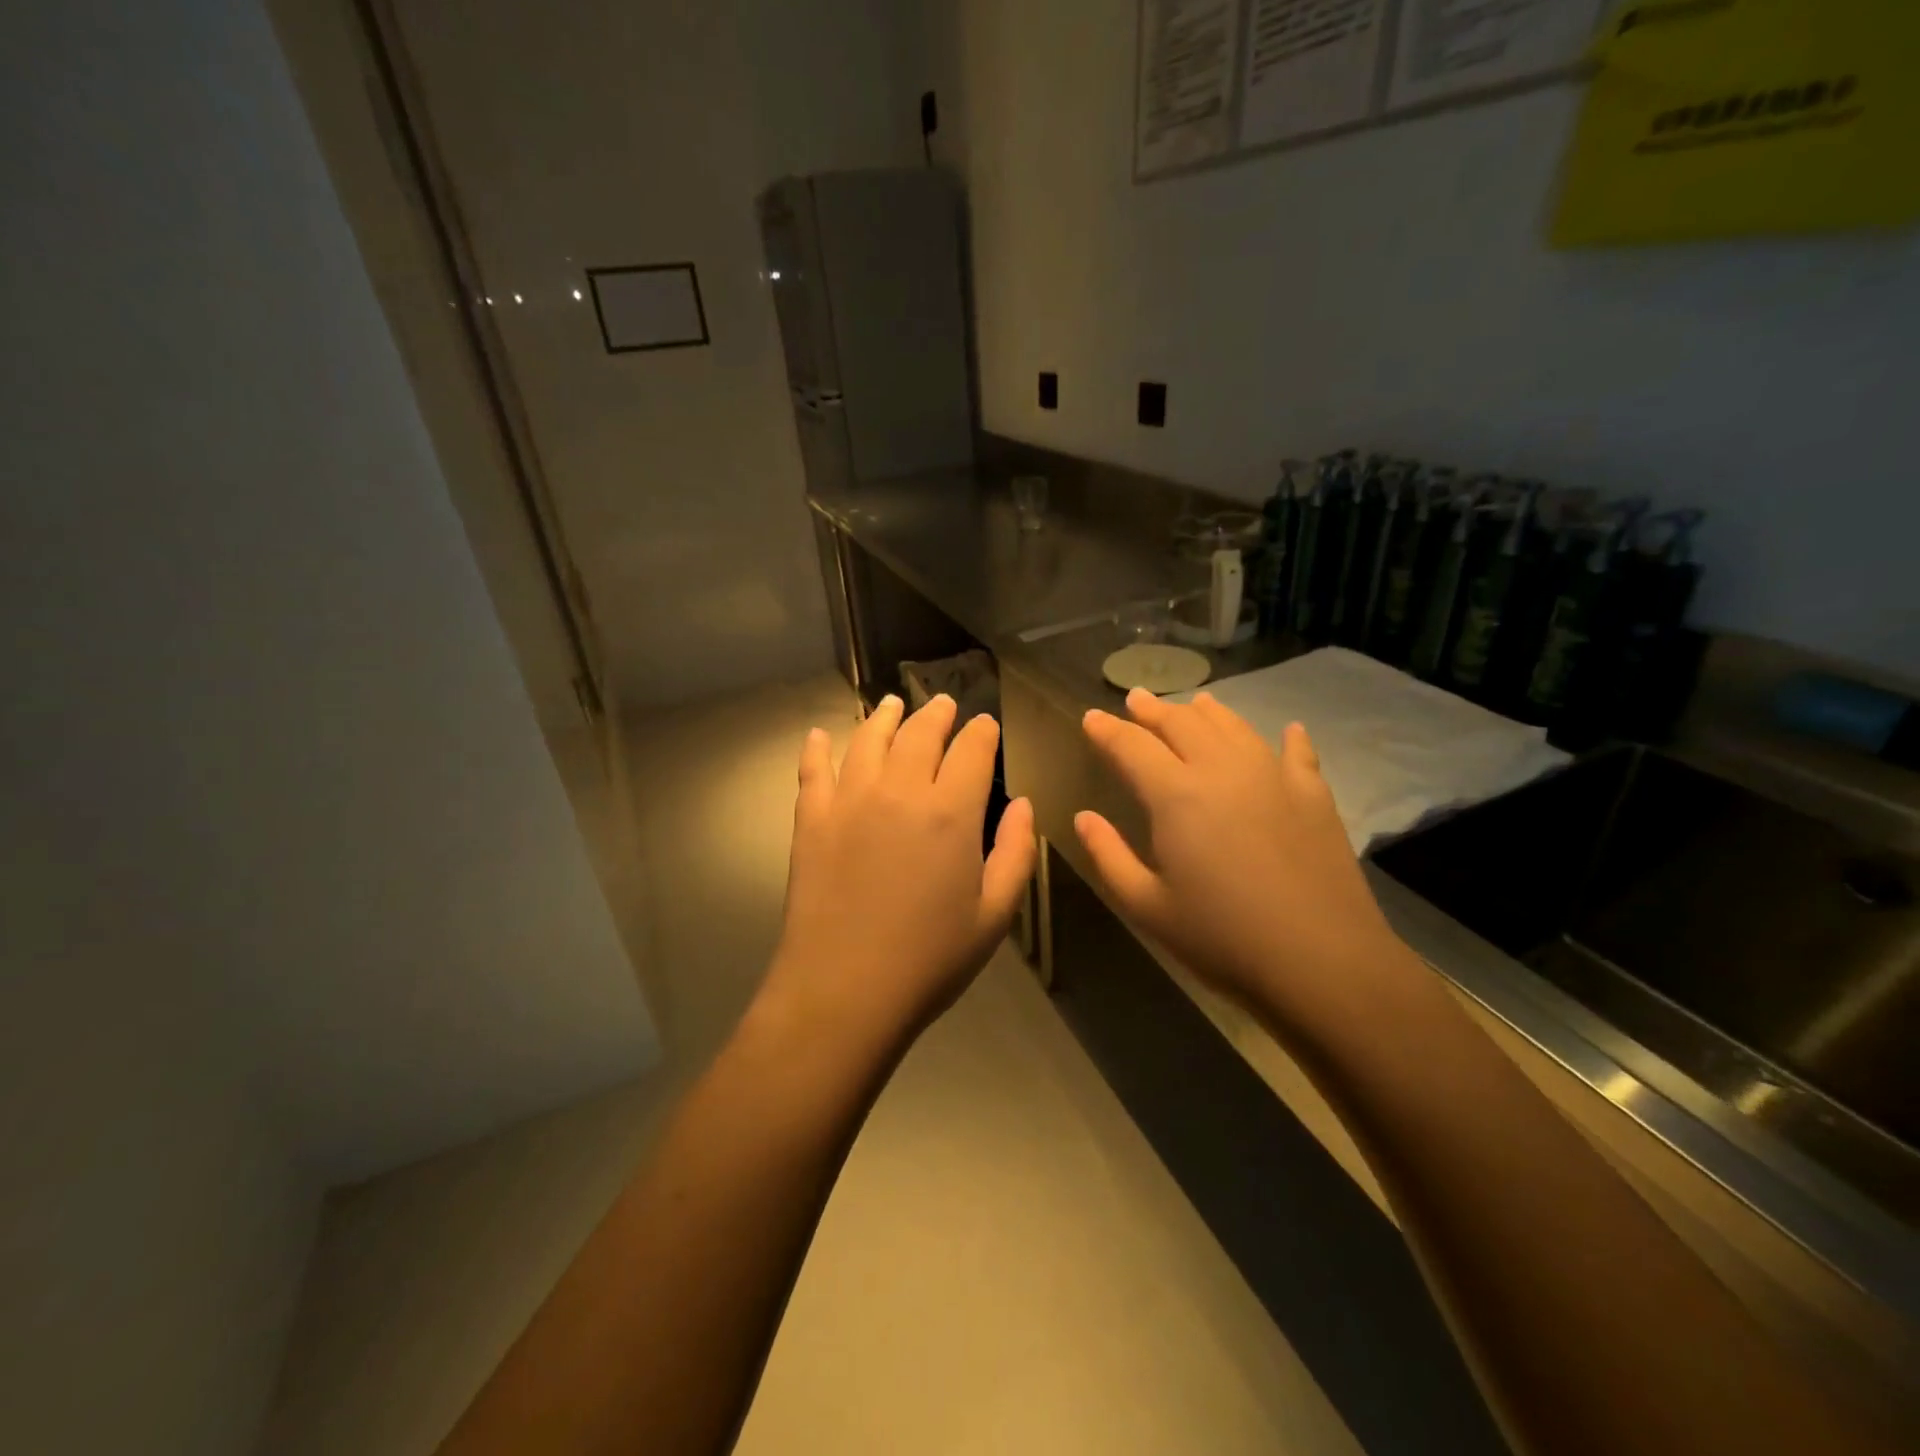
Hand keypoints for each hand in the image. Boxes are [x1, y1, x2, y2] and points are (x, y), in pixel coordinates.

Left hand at [764, 693, 1036, 1048]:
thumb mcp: (995, 914)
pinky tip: (820, 734)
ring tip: (891, 704)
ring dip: (884, 717)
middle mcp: (900, 791)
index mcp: (951, 812)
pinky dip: (817, 748)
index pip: (972, 751)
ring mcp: (849, 801)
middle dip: (937, 713)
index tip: (986, 725)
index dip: (982, 732)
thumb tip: (1022, 804)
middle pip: (920, 733)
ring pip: (868, 740)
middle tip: (943, 704)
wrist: (845, 991)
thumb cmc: (930, 959)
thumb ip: (1016, 852)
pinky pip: (813, 770)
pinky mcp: (811, 820)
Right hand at [1074, 689, 1410, 1041]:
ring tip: (1195, 703)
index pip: (1131, 746)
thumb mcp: (1147, 906)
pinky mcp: (1314, 795)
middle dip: (1153, 709)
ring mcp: (1273, 777)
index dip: (1106, 730)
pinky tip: (1289, 730)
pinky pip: (1297, 753)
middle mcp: (1222, 771)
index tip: (1091, 717)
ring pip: (1233, 727)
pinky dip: (1288, 738)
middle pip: (1182, 724)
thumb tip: (1083, 817)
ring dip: (1207, 712)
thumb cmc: (1222, 938)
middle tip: (1135, 698)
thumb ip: (1109, 855)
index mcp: (1176, 796)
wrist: (1322, 961)